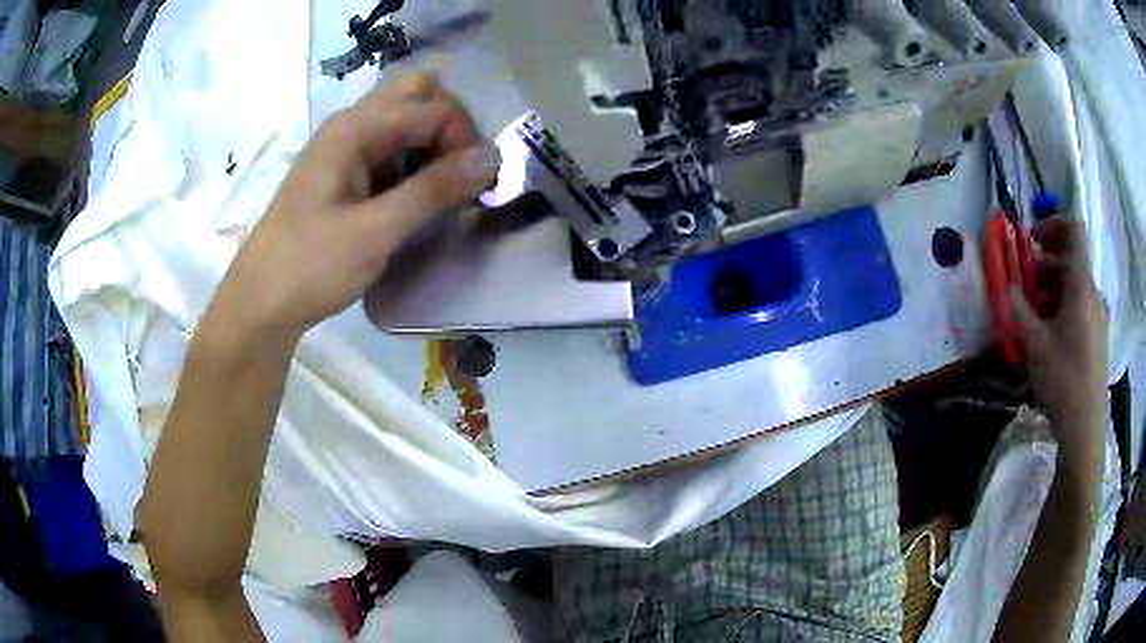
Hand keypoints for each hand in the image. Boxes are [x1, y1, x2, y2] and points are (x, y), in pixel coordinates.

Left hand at [211, 72, 499, 338]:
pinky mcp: (346, 173)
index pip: (432, 107)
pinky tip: (419, 200)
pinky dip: (416, 164)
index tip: (473, 185)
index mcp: (355, 128)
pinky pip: (392, 149)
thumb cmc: (309, 266)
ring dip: (435, 145)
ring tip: (445, 191)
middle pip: (418, 94)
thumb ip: (433, 189)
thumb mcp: (375, 231)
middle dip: (451, 125)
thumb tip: (493, 157)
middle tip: (460, 171)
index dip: (463, 139)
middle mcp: (352, 125)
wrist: (260, 303)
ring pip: (407, 120)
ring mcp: (346, 148)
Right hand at [1010, 217, 1107, 468]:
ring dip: (1053, 290)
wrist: (1084, 429)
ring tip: (1034, 318)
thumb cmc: (1062, 380)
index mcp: (1081, 285)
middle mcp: (1093, 293)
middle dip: (1046, 266)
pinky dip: (1064, 308)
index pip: (1074, 230)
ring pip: (1075, 287)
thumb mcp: (1034, 345)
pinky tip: (1051, 337)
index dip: (1053, 224)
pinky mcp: (1098, 336)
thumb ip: (1019, 309)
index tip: (1033, 239)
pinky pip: (1081, 307)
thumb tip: (1007, 285)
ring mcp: (1098, 316)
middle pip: (1071, 261)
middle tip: (1025, 287)